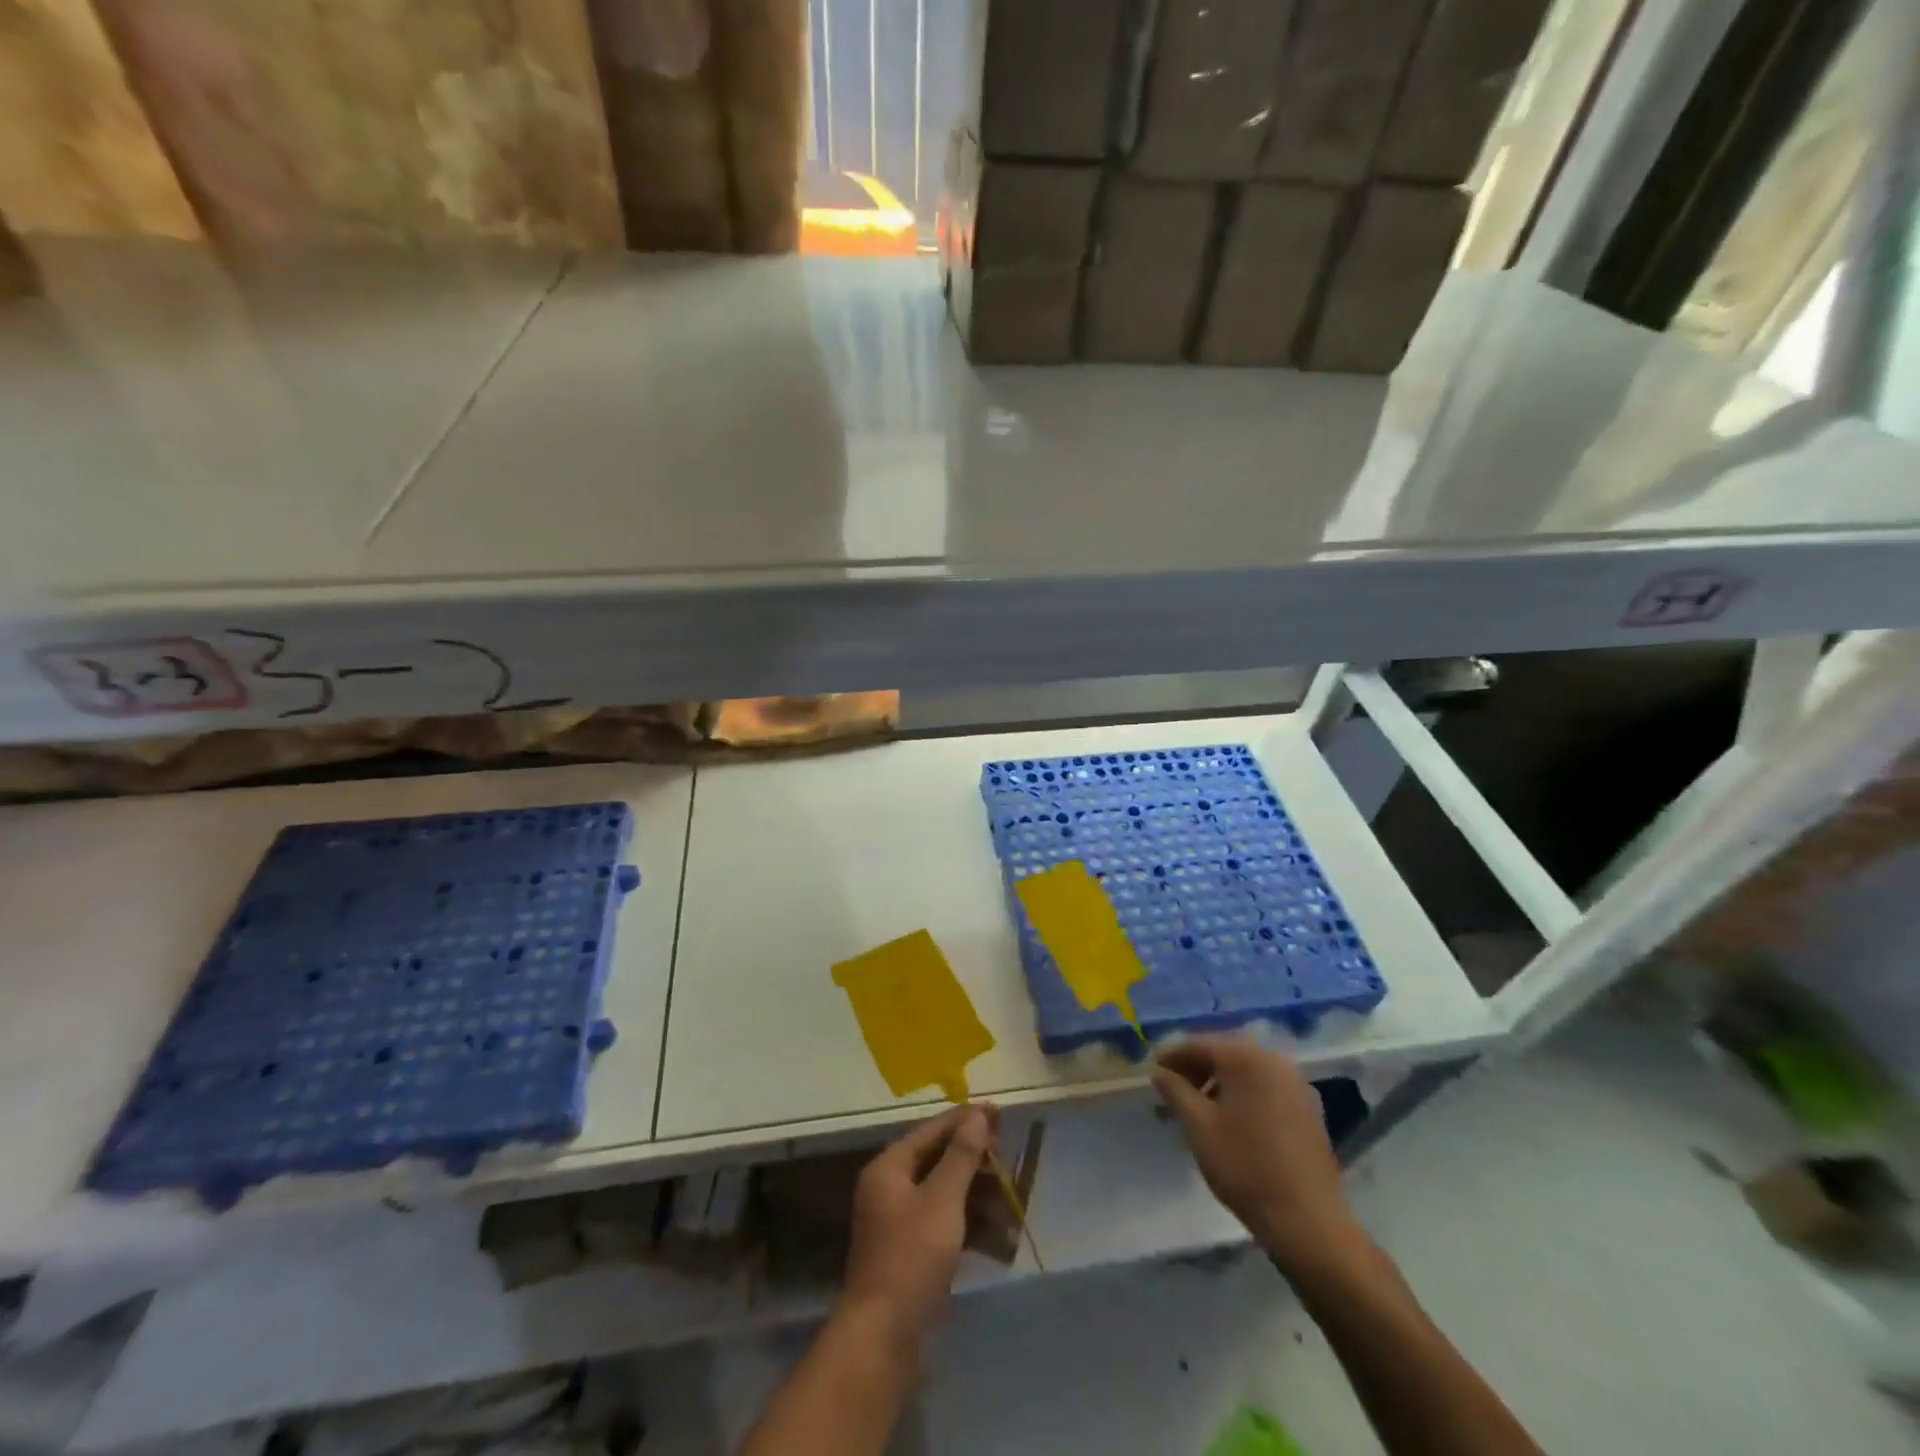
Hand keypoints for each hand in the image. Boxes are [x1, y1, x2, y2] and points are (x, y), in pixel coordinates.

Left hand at [839, 1104, 993, 1348]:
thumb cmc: (912, 1257)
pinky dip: (969, 1224)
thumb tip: (977, 1116)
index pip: (932, 1130)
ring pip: (945, 1193)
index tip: (999, 1113)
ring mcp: (899, 1221)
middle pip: (939, 1160)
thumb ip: (961, 1156)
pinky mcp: (911, 1251)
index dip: (966, 1120)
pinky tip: (999, 1235)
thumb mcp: (942, 1200)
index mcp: (890, 1167)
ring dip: (978, 1196)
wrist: (883, 1337)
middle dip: (976, 1162)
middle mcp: (890, 1187)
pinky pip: (945, 1223)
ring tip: (1011, 1200)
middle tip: (1008, 1162)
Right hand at [1152, 1036, 1357, 1276]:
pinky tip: (1231, 1120)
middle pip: (1225, 1054)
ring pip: (1246, 1072)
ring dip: (1219, 1082)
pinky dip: (1243, 1094)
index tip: (1153, 1071)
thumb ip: (1175, 1091)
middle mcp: (1275, 1061)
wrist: (1307, 1220)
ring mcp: (1296, 1085)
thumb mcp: (1198, 1126)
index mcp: (1247, 1058)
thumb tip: (1160, 1072)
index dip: (1172, 1056)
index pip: (1200, 1045)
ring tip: (1198, 1108)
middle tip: (1173, 1090)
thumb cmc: (1245, 1166)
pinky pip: (1265, 1088)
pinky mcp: (1308, 1109)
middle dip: (1196, 1069)